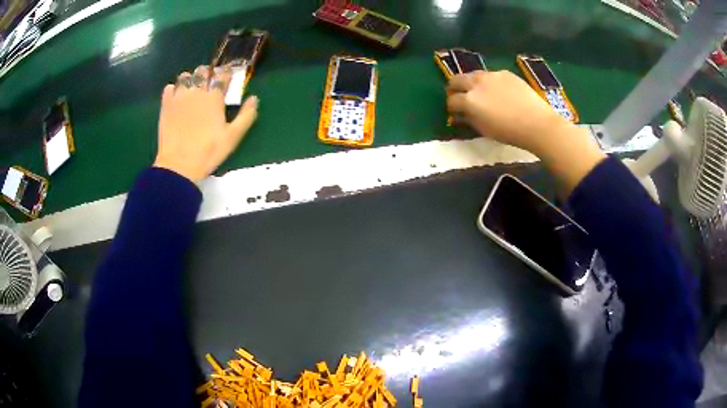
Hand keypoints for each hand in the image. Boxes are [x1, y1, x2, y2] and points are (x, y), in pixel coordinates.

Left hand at [154, 65, 258, 182]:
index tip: (226, 76)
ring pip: (185, 77)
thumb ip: (246, 116)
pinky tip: (175, 97)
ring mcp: (179, 97)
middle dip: (207, 73)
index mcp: (215, 97)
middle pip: (203, 72)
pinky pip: (168, 88)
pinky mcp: (166, 105)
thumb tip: (254, 98)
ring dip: (189, 79)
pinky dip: (173, 89)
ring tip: (190, 87)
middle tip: (208, 80)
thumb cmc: (209, 152)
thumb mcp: (233, 137)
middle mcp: (197, 91)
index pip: (222, 76)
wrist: (179, 165)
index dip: (226, 73)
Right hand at [446, 70, 569, 154]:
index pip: (451, 100)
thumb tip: (459, 115)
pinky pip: (490, 75)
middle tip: (460, 97)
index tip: (455, 112)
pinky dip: (489, 82)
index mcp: (469, 100)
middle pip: (456, 79)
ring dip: (471, 83)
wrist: (537, 123)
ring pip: (473, 75)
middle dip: (454, 89)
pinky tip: (499, 92)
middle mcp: (476, 83)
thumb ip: (468, 119)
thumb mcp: (484, 130)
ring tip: (480, 93)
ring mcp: (491, 75)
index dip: (451, 107)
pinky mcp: (505, 73)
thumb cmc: (509, 132)